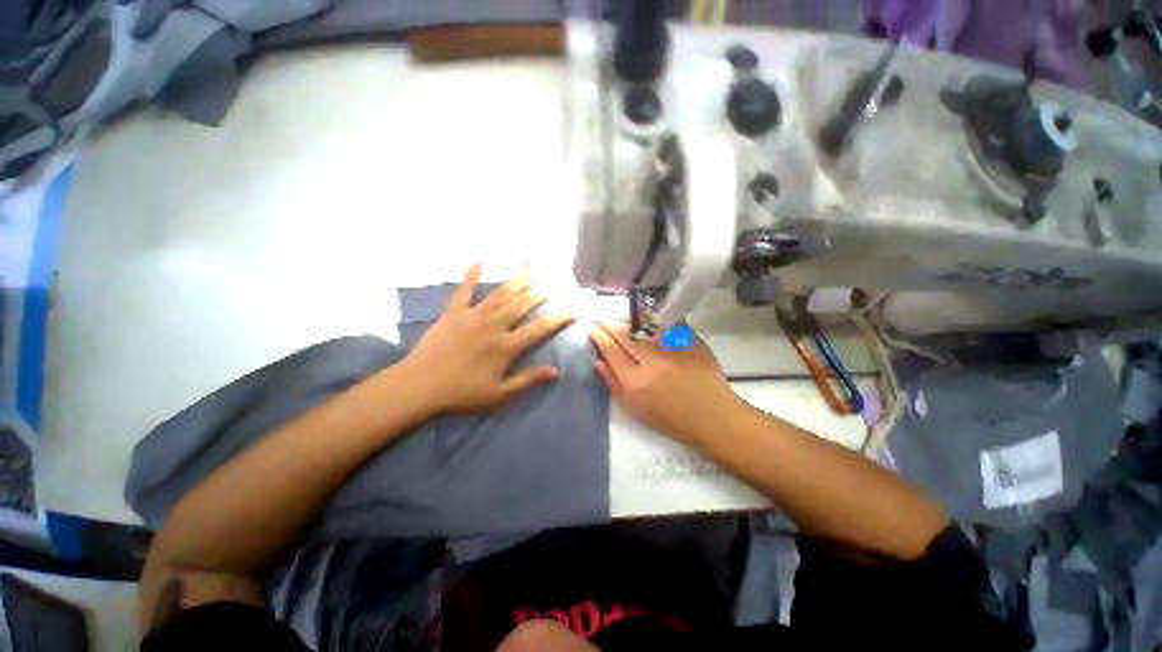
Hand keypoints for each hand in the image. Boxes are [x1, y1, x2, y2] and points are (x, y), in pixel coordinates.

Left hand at [403, 264, 576, 414]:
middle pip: (522, 304)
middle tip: (554, 281)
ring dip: (517, 280)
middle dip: (541, 293)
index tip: (573, 309)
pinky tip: (478, 261)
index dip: (559, 318)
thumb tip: (556, 371)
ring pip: (500, 294)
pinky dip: (471, 275)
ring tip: (531, 268)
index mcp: (507, 346)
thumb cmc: (462, 393)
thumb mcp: (500, 394)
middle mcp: (494, 325)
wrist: (419, 387)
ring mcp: (473, 316)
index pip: (540, 329)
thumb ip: (529, 379)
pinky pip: (464, 290)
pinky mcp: (453, 312)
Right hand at [589, 321, 744, 444]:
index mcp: (636, 382)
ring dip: (628, 319)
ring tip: (621, 319)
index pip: (610, 350)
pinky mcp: (691, 341)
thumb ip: (613, 383)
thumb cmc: (671, 418)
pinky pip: (667, 323)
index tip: (592, 328)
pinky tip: (647, 320)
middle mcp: (653, 362)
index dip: (598, 336)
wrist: (713, 417)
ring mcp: (674, 349)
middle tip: (602, 319)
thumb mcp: (635, 409)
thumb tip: (598, 361)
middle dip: (609, 323)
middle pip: (624, 334)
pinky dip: (653, 320)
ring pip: (644, 324)